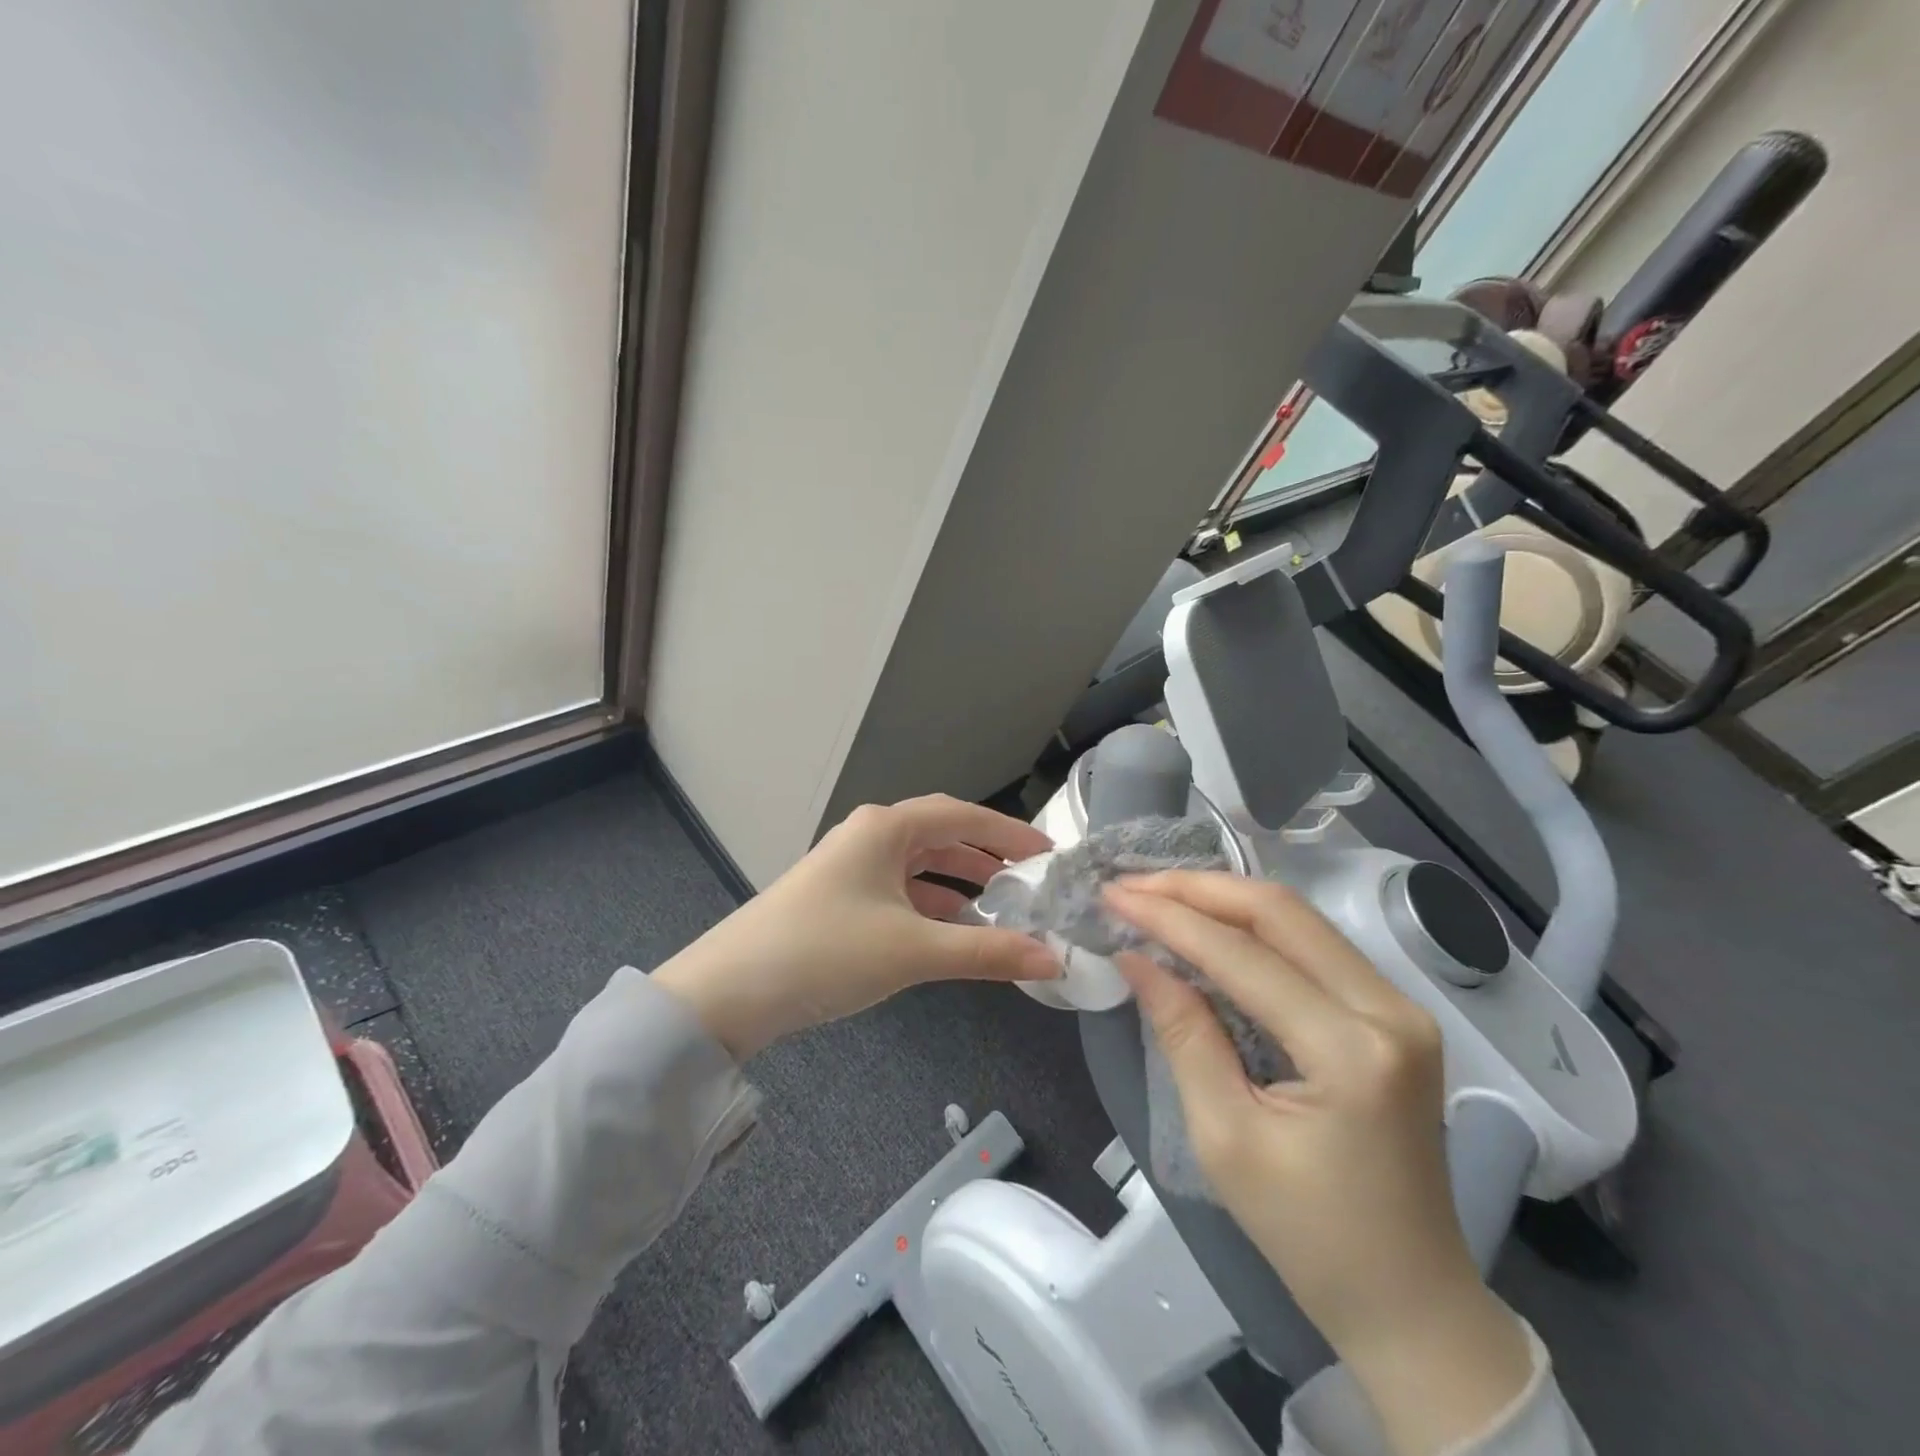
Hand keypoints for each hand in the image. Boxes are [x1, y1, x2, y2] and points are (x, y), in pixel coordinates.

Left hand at [652, 795, 1059, 1059]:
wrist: (729, 992)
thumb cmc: (827, 952)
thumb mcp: (913, 950)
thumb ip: (987, 952)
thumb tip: (1053, 960)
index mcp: (886, 829)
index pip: (963, 816)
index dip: (1009, 832)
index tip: (1049, 852)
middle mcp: (868, 836)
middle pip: (940, 836)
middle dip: (986, 857)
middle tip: (1029, 881)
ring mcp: (848, 866)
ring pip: (918, 865)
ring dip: (957, 883)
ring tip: (998, 907)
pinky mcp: (836, 897)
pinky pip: (897, 890)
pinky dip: (928, 905)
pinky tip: (948, 930)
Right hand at [1106, 872, 1531, 1455]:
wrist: (1410, 1301)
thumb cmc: (1308, 1235)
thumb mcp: (1224, 1138)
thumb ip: (1183, 1033)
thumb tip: (1136, 957)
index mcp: (1352, 1052)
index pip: (1243, 955)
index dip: (1170, 918)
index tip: (1113, 894)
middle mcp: (1390, 1011)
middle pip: (1281, 911)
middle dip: (1197, 888)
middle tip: (1133, 884)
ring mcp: (1401, 1008)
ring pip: (1299, 918)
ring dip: (1224, 899)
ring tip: (1159, 895)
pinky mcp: (1394, 1014)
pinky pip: (1314, 945)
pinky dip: (1254, 926)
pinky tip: (1210, 924)